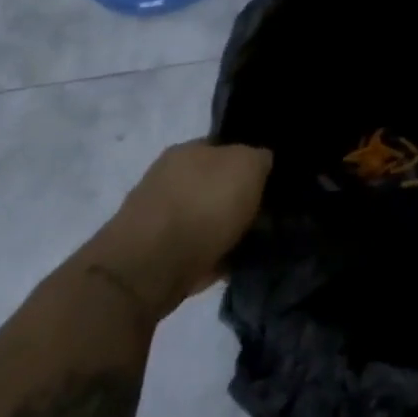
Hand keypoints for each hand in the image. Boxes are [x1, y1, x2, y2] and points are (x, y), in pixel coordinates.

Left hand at [77, 140, 272, 322]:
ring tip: (250, 241)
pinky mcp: (150, 254)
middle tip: (265, 212)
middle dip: (236, 196)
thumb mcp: (248, 166)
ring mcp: (156, 216)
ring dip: (223, 227)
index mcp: (188, 149)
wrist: (147, 270)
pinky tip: (228, 263)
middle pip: (214, 182)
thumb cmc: (203, 206)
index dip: (250, 160)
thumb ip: (259, 158)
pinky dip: (210, 254)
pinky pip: (193, 248)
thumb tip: (260, 163)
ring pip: (203, 215)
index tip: (270, 180)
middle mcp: (168, 177)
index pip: (226, 146)